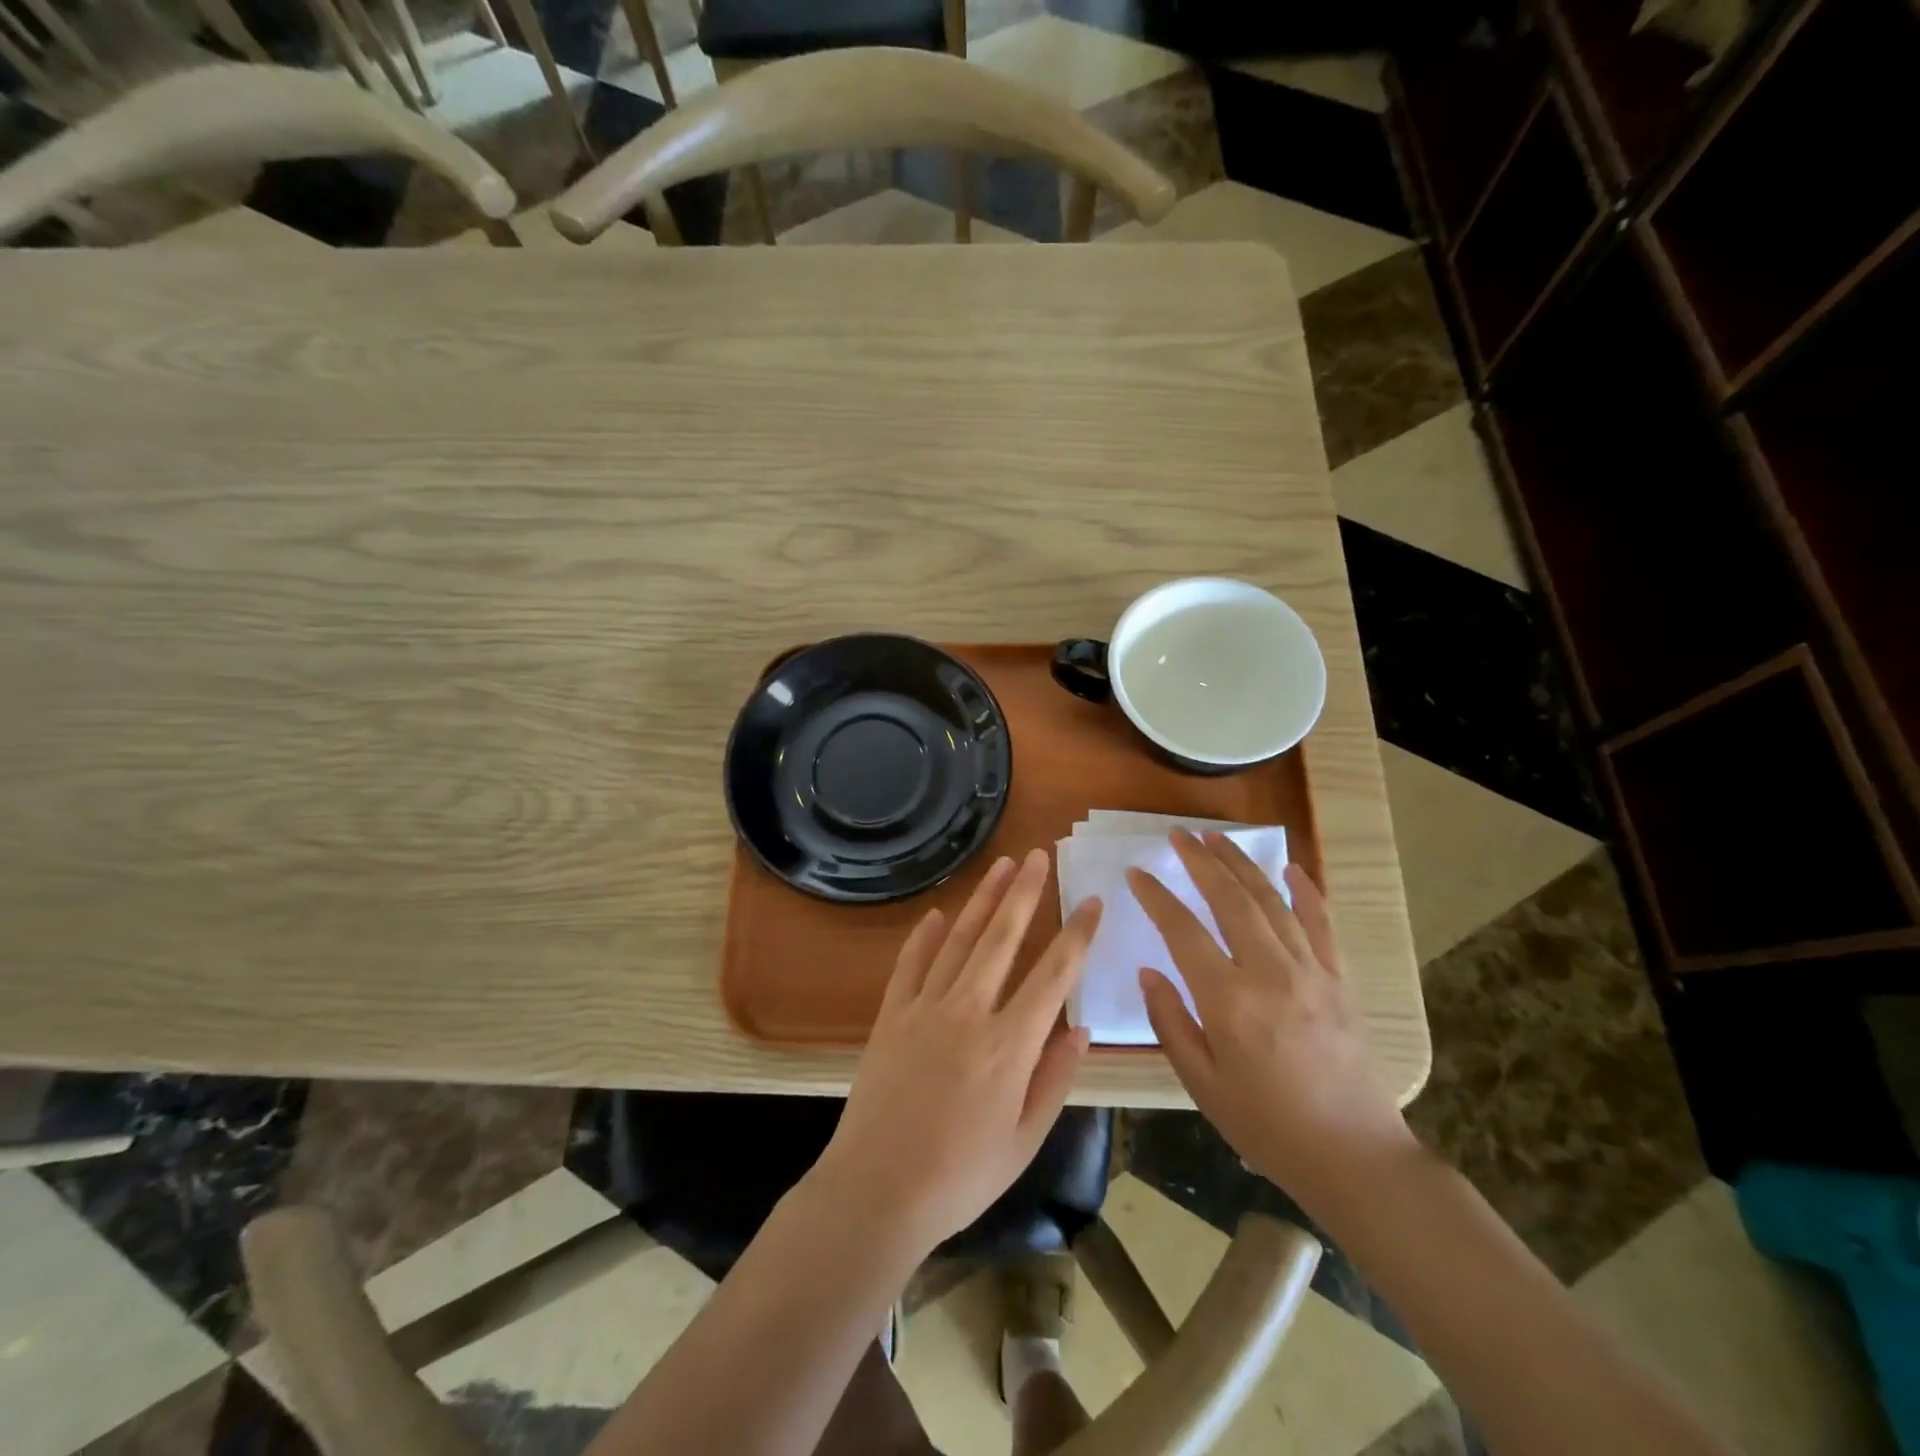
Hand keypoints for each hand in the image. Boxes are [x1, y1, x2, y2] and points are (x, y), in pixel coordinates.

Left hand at [815, 849, 1102, 1258]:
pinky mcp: (891, 1014)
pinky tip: (940, 913)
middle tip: (1039, 855)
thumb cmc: (961, 1176)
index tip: (1092, 901)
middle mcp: (969, 1011)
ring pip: (960, 939)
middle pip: (1002, 937)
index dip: (1077, 934)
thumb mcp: (1024, 1139)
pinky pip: (911, 963)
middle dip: (1025, 892)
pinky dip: (926, 935)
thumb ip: (1055, 1078)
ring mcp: (925, 1008)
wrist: (876, 1191)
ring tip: (1001, 866)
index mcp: (1010, 1045)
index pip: (1054, 974)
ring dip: (982, 899)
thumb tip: (1082, 1027)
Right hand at [1129, 831, 1415, 1215]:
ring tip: (1217, 838)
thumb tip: (1149, 973)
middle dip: (1200, 861)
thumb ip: (1170, 1023)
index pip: (1182, 931)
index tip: (1136, 872)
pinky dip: (1306, 891)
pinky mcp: (1338, 979)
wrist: (1354, 1156)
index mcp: (1228, 1000)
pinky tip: (1291, 868)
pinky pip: (1320, 923)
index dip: (1156, 897)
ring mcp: (1309, 971)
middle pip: (1229, 900)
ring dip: (1241, 865)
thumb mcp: (1202, 1084)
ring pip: (1271, 901)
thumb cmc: (1267, 1126)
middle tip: (1178, 835)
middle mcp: (1268, 972)